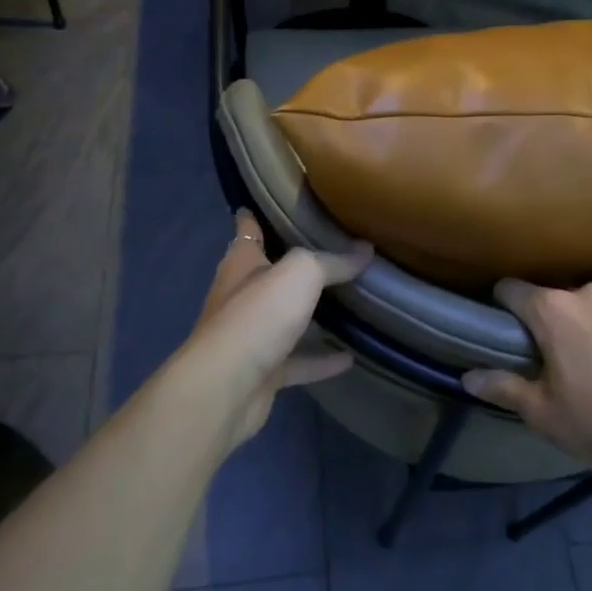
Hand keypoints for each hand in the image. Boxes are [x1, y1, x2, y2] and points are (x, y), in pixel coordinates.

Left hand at [185, 210, 372, 442]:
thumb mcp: (300, 274)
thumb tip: (365, 249)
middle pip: (269, 274)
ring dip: (309, 314)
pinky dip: (321, 359)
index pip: (247, 230)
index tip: (267, 202)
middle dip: (293, 265)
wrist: (226, 388)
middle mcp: (242, 296)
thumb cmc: (257, 315)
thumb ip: (333, 261)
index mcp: (242, 264)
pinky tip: (350, 357)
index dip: (254, 216)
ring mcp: (251, 336)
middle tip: (331, 250)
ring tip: (347, 302)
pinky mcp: (263, 371)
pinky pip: (298, 361)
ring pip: (285, 319)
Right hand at [463, 280, 591, 469]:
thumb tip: (467, 376)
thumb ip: (503, 389)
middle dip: (559, 323)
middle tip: (568, 361)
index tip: (508, 326)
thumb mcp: (544, 414)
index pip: (512, 289)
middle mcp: (589, 292)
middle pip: (561, 300)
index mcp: (552, 311)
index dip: (505, 305)